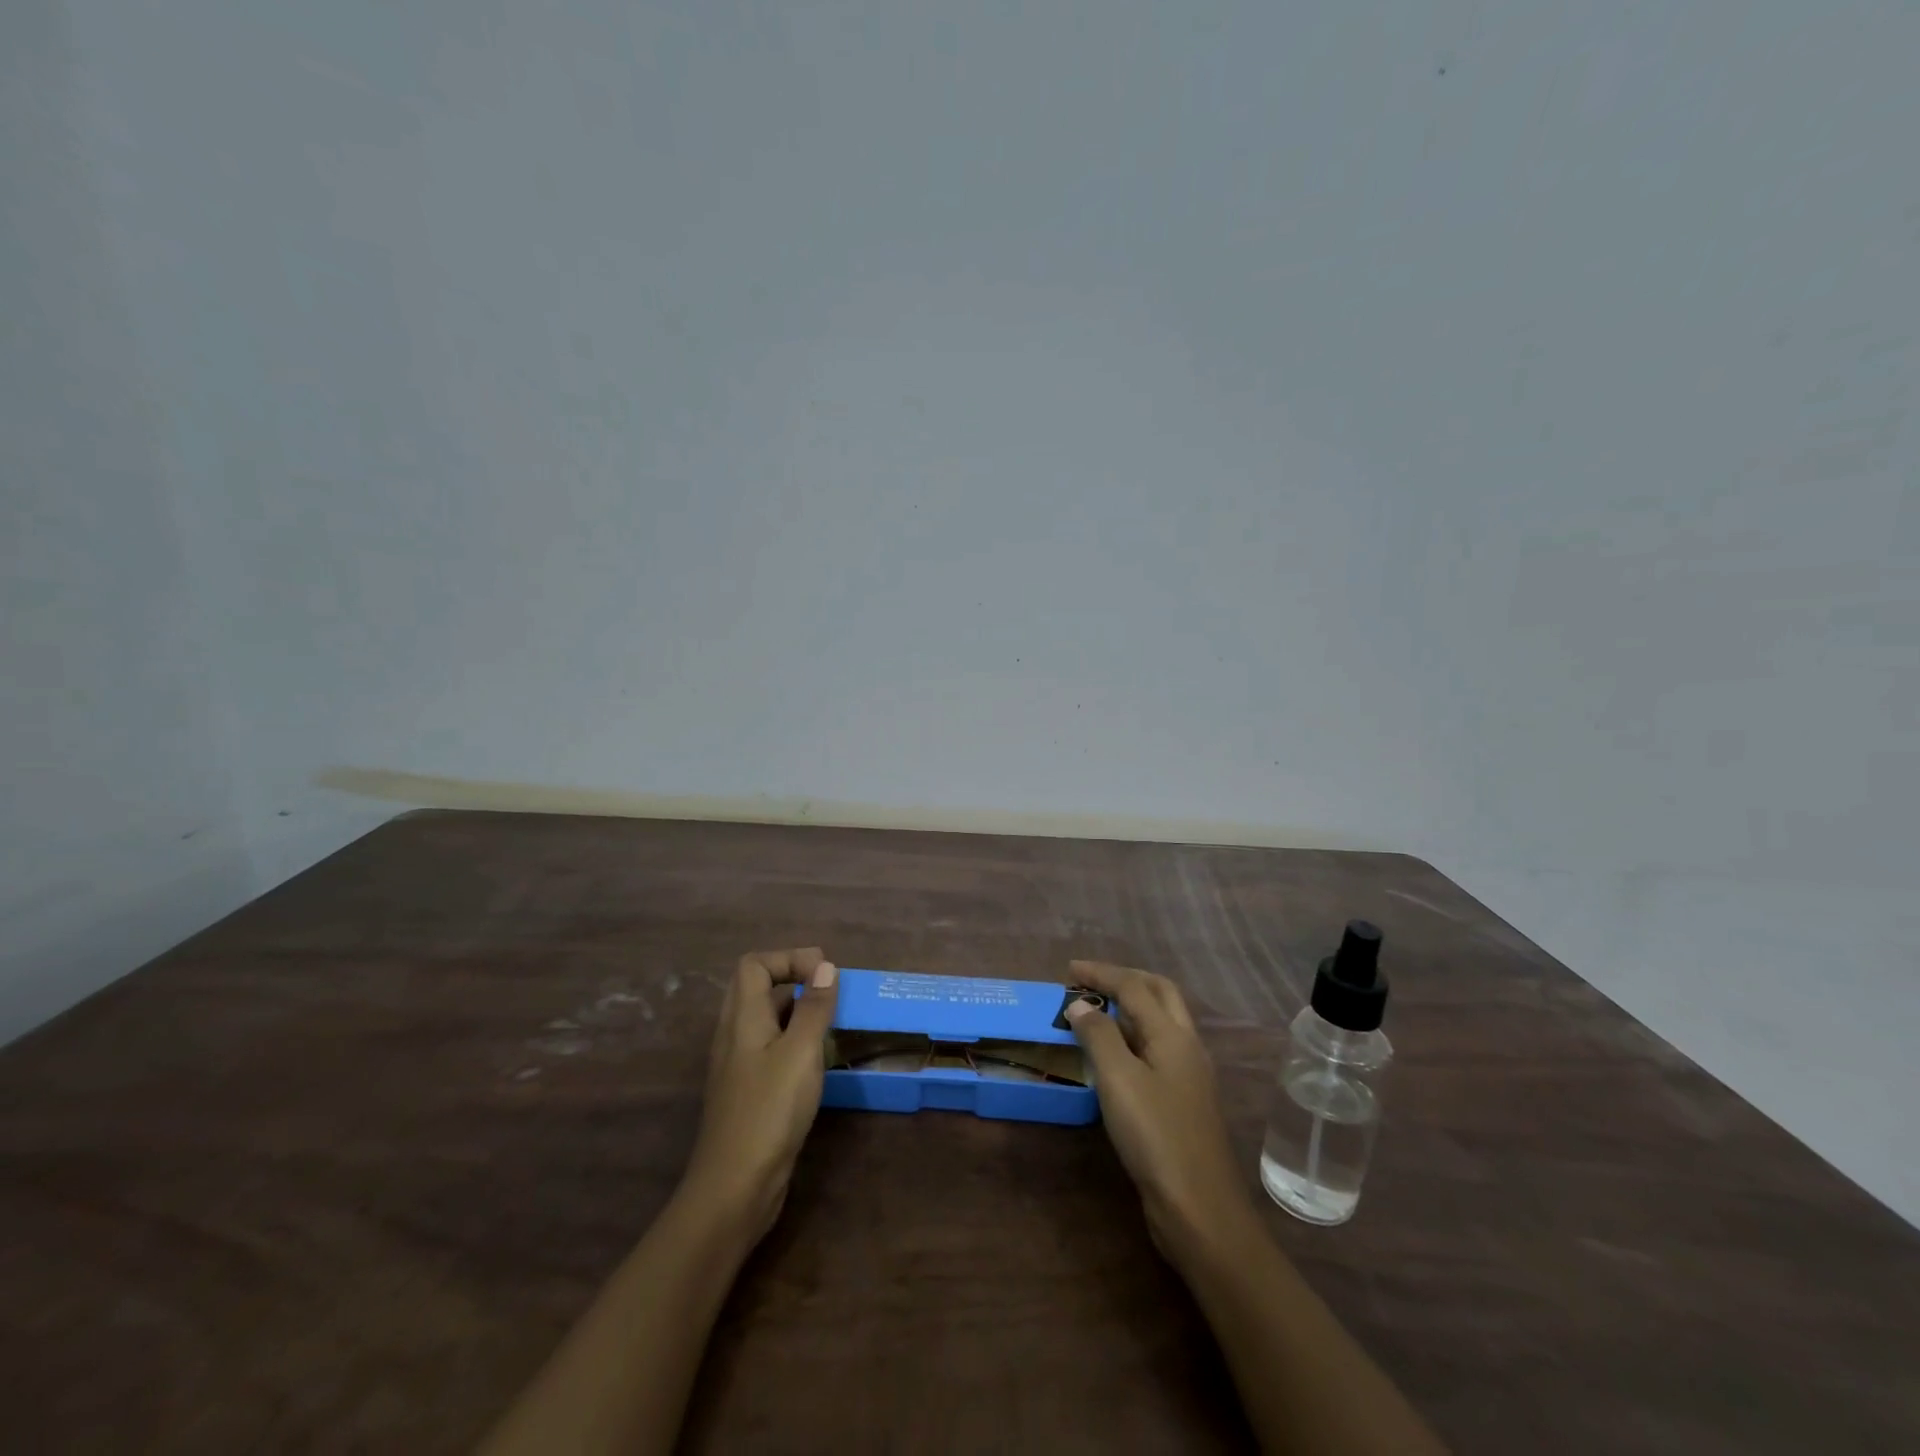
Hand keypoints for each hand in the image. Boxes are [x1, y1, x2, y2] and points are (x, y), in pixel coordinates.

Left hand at [682, 948, 839, 1239]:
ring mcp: (738, 1065)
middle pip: (755, 987)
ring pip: (764, 1019)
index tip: (824, 974)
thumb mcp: (800, 1052)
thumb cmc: (770, 1111)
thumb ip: (814, 1008)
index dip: (788, 958)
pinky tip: (816, 1060)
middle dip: (793, 978)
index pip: (754, 964)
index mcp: (742, 1019)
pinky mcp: (747, 1091)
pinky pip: (768, 1047)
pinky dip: (792, 1039)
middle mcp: (734, 1035)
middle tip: (828, 990)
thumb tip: (825, 967)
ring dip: (795, 1010)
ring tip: (829, 1021)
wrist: (735, 1188)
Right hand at [1065, 959, 1250, 1258]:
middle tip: (1091, 981)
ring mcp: (1190, 1075)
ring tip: (1097, 1011)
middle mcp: (1187, 1046)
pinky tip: (1115, 1055)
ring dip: (1131, 1007)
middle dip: (1125, 979)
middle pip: (1159, 994)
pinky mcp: (1184, 1101)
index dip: (1101, 974)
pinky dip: (1133, 1037)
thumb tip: (1081, 1004)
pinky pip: (1157, 1049)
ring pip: (1161, 1022)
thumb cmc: (1155, 1136)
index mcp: (1173, 1035)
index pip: (1135, 987)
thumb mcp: (1118, 1080)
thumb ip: (1099, 1036)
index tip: (1068, 970)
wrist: (1200, 1209)